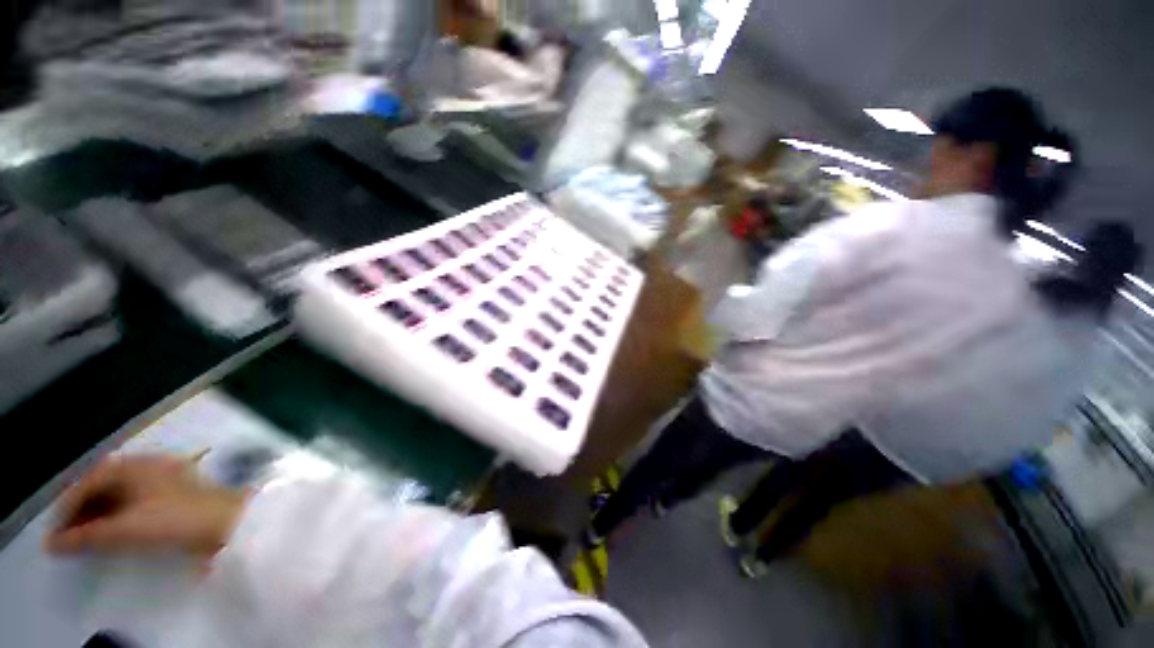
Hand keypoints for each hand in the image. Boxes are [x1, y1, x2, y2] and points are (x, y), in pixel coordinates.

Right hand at [44, 455, 246, 558]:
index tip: (55, 534)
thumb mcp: (126, 529)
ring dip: (99, 514)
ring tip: (86, 539)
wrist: (229, 521)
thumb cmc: (176, 520)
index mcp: (135, 465)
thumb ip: (87, 537)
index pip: (89, 480)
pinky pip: (135, 500)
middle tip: (68, 538)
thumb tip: (52, 544)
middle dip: (81, 511)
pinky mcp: (176, 492)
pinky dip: (118, 515)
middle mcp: (148, 464)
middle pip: (103, 484)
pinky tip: (113, 533)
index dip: (67, 507)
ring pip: (119, 492)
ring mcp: (164, 476)